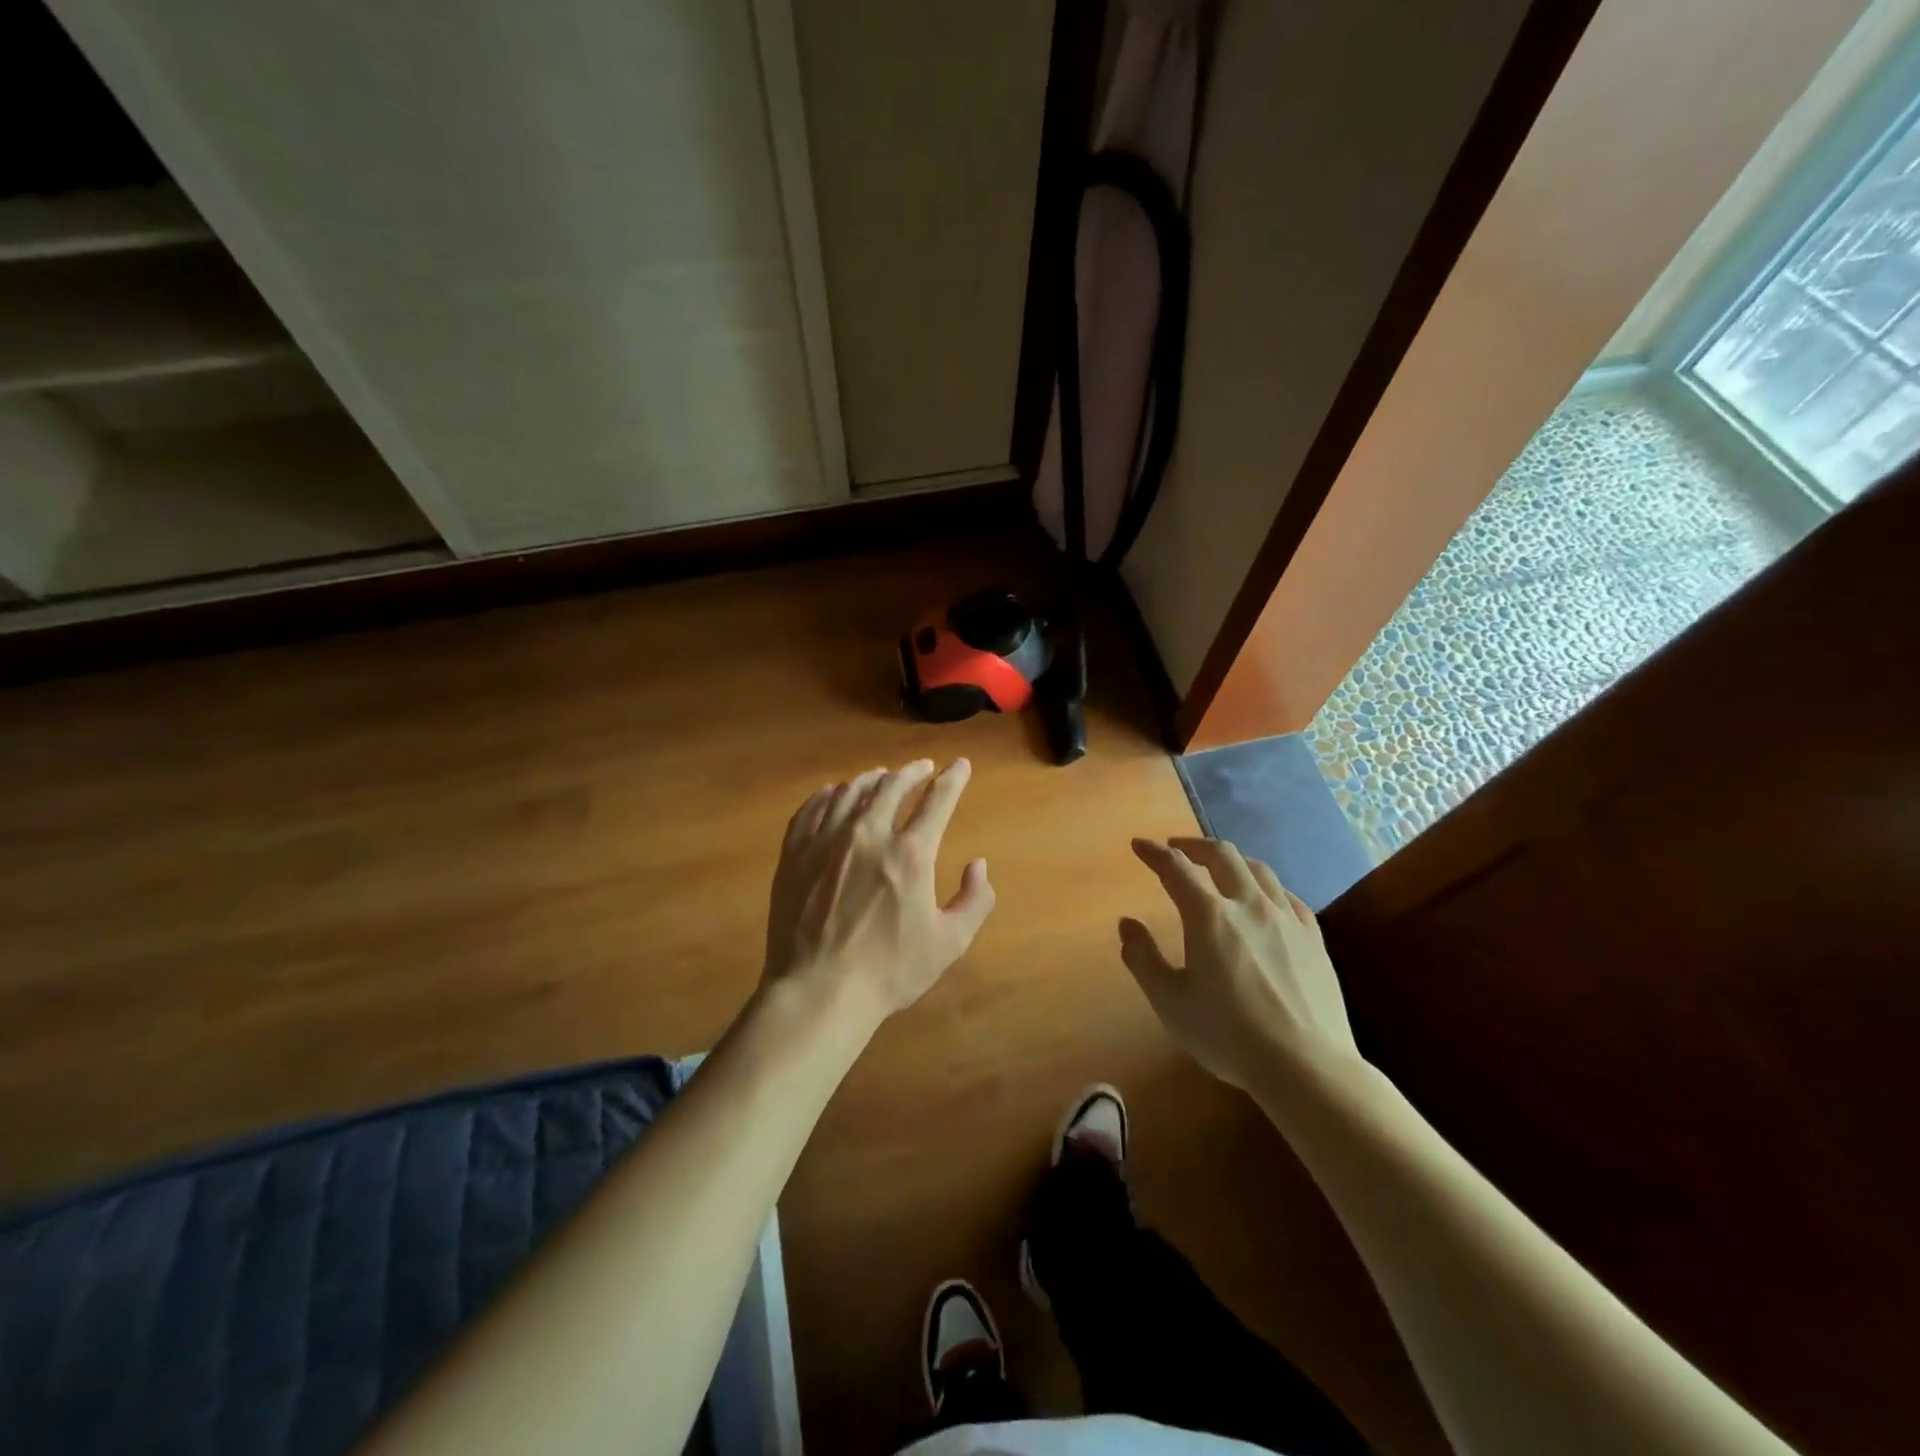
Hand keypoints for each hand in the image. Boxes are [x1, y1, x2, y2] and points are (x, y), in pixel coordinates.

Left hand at [764, 759, 994, 1025]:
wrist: (818, 991)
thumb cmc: (889, 971)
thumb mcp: (949, 943)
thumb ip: (974, 901)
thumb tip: (978, 865)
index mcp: (910, 854)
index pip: (938, 800)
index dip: (953, 778)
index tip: (959, 765)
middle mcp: (868, 834)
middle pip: (892, 786)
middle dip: (912, 771)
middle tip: (921, 768)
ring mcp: (826, 841)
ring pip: (850, 791)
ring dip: (871, 779)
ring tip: (880, 776)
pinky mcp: (795, 853)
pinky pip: (811, 809)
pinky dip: (828, 795)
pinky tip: (832, 793)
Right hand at [1119, 837, 1358, 1092]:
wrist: (1307, 1067)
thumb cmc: (1228, 1035)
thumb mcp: (1170, 1002)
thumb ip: (1143, 959)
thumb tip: (1127, 924)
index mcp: (1209, 916)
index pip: (1176, 868)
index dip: (1154, 852)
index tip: (1139, 845)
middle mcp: (1249, 905)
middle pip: (1222, 855)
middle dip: (1194, 845)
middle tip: (1176, 848)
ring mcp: (1287, 919)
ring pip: (1259, 870)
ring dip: (1232, 860)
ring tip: (1219, 868)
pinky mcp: (1314, 938)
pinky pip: (1288, 896)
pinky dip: (1266, 887)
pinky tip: (1265, 899)